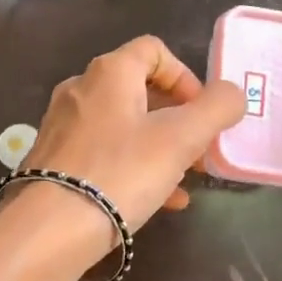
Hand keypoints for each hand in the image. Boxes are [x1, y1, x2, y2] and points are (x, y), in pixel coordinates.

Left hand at [2, 36, 245, 252]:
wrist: (49, 230)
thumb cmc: (120, 172)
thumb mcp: (181, 139)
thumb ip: (215, 109)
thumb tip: (232, 94)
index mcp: (109, 72)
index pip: (154, 50)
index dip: (185, 76)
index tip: (202, 112)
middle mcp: (80, 89)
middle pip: (139, 90)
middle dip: (177, 118)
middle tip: (200, 150)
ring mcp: (63, 125)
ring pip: (124, 126)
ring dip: (160, 146)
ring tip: (186, 178)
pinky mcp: (55, 160)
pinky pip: (104, 154)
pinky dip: (135, 167)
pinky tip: (160, 201)